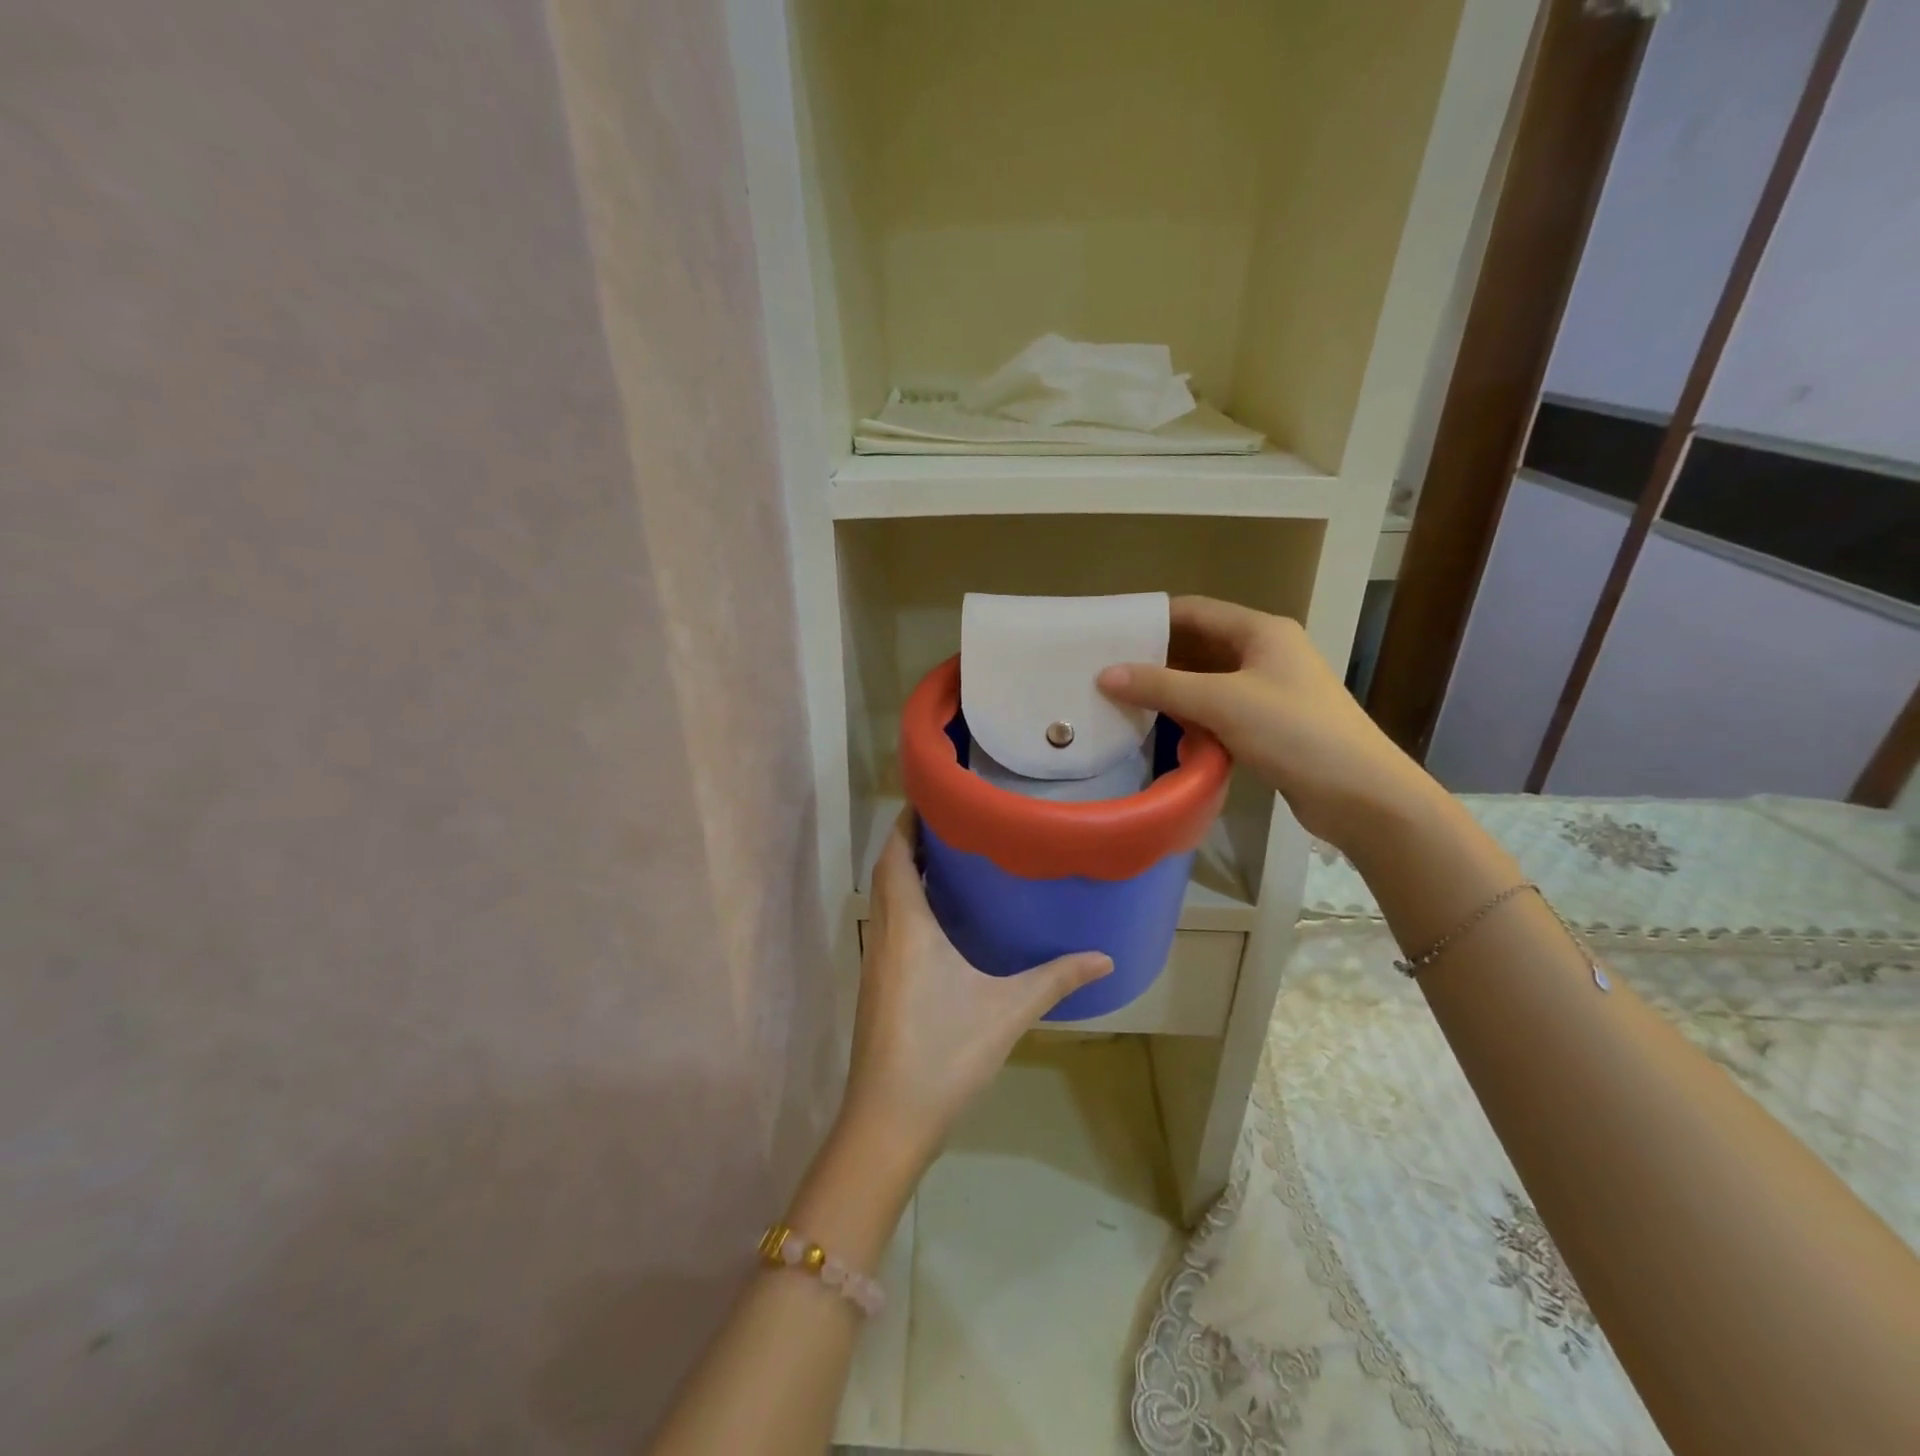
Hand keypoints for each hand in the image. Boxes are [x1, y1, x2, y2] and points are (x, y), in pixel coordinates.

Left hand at [840, 812, 1111, 1168]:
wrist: (889, 1121)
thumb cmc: (944, 1052)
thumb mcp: (1007, 1011)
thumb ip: (1055, 979)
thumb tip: (1105, 958)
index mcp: (906, 925)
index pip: (894, 855)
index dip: (906, 822)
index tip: (933, 798)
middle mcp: (883, 934)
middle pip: (886, 872)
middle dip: (910, 843)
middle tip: (954, 824)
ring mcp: (875, 963)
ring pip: (884, 901)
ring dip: (906, 875)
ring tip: (950, 861)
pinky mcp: (877, 987)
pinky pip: (888, 927)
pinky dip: (907, 906)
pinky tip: (940, 922)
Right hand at [1097, 596, 1443, 856]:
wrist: (1360, 794)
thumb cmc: (1293, 732)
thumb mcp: (1222, 702)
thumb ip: (1161, 686)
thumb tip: (1105, 675)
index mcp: (1261, 631)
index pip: (1194, 611)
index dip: (1152, 619)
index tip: (1108, 634)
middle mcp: (1265, 653)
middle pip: (1198, 645)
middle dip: (1155, 657)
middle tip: (1106, 671)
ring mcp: (1268, 690)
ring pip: (1206, 681)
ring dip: (1171, 690)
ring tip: (1122, 700)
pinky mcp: (1268, 724)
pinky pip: (1218, 710)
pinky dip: (1191, 716)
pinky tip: (1161, 730)